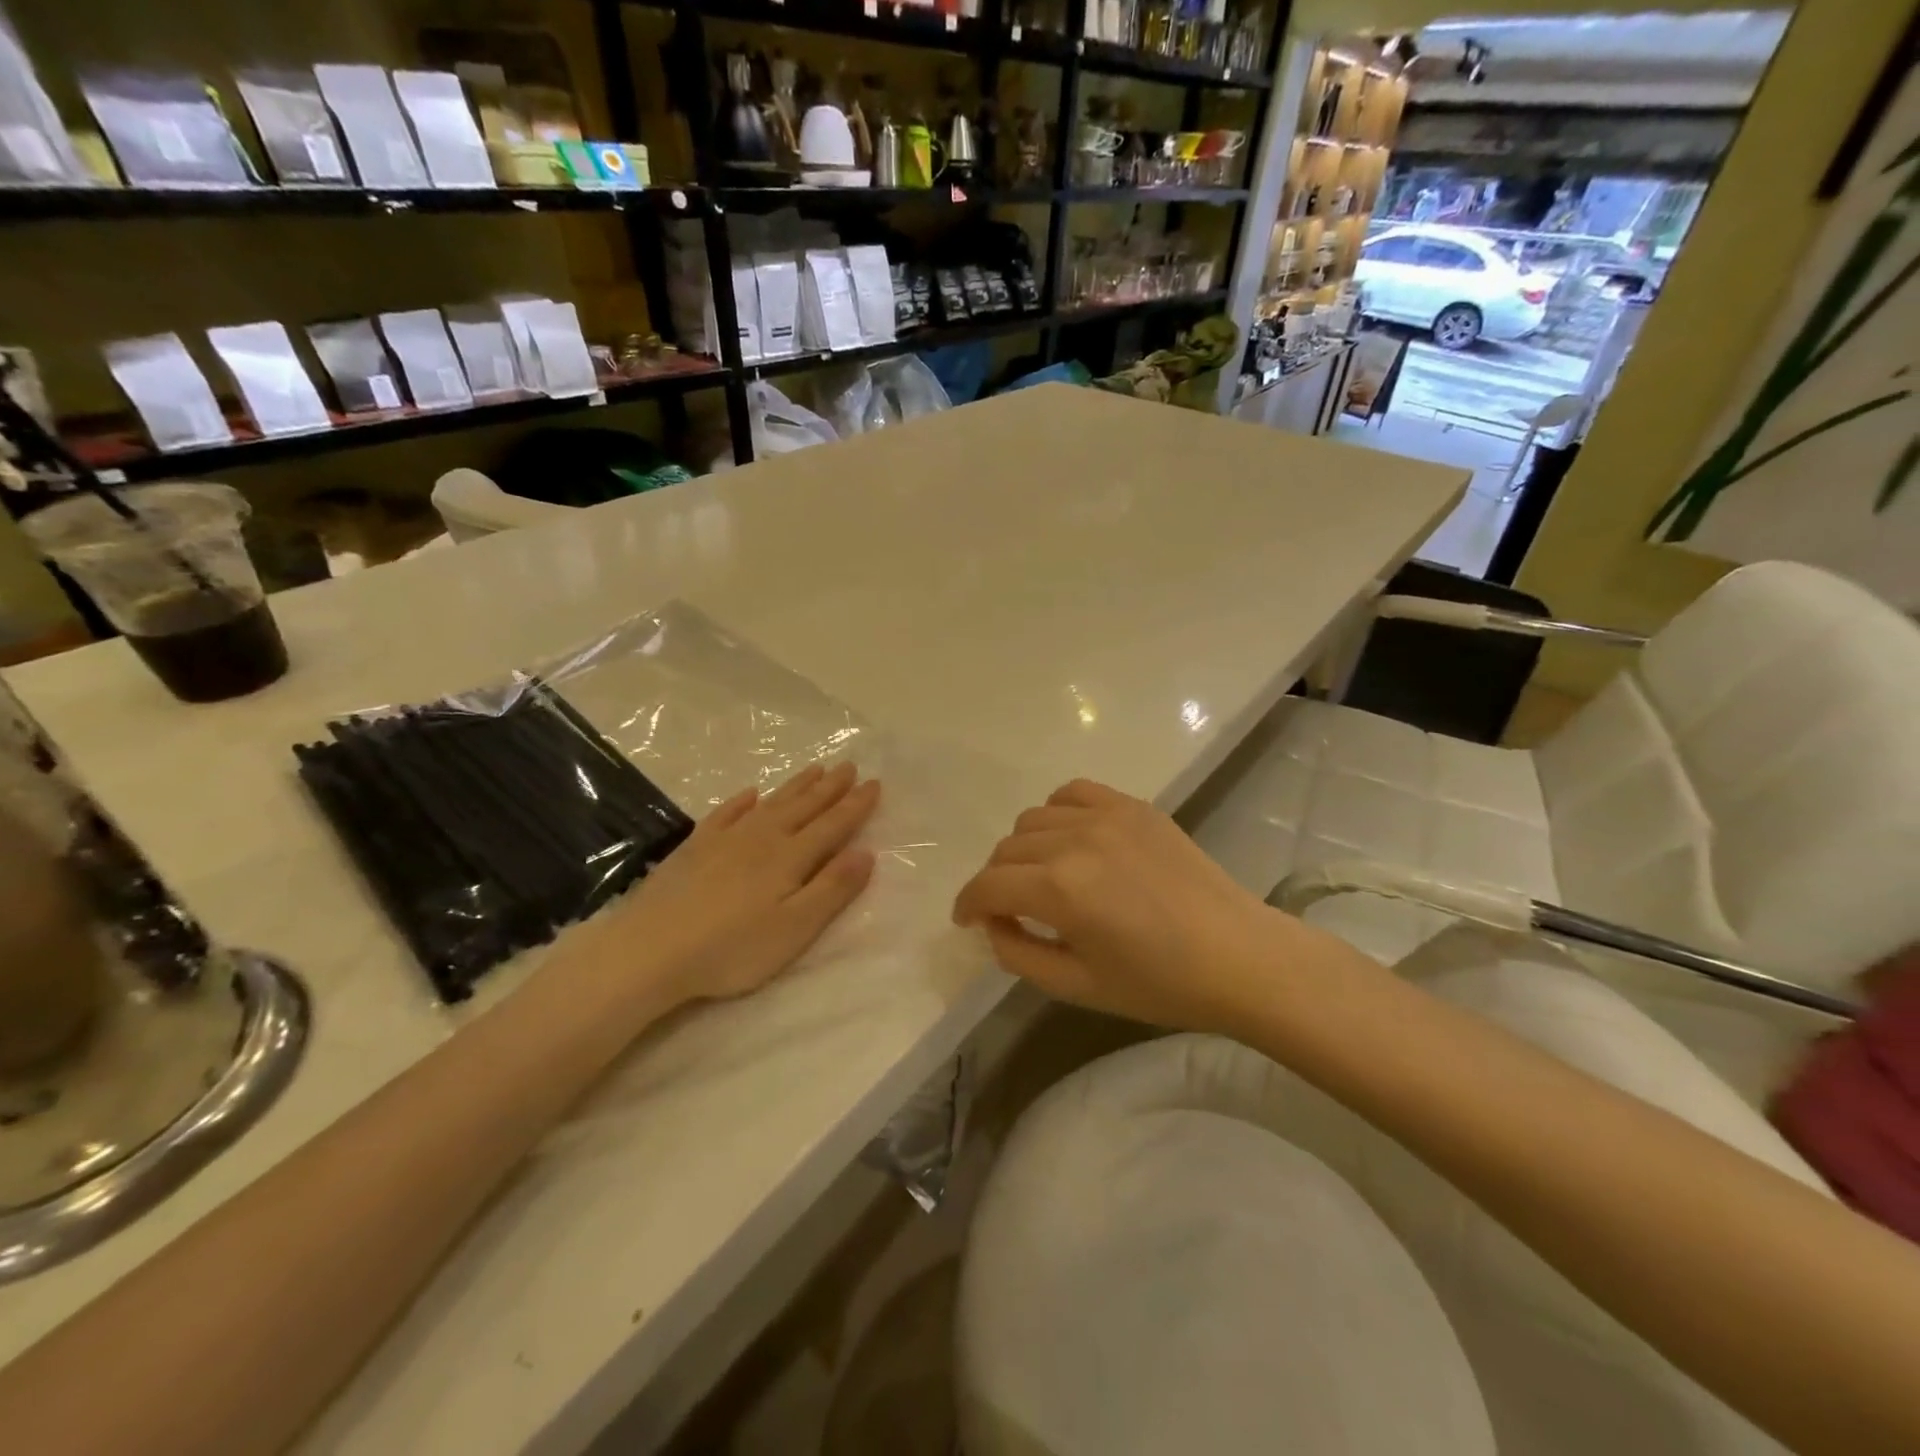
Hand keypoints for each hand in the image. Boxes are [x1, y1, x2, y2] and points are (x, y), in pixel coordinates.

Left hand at [584, 761, 880, 1012]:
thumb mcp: (795, 928)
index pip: (832, 825)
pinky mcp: (694, 847)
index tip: (875, 783)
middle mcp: (763, 838)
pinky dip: (741, 801)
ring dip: (796, 786)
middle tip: (849, 765)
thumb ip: (832, 889)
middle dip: (830, 787)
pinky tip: (749, 793)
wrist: (650, 950)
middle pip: (804, 807)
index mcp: (791, 857)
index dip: (856, 805)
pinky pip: (726, 813)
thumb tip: (867, 852)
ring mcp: (726, 839)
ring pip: (770, 803)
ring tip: (815, 769)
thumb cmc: (731, 949)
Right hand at [953, 778, 1300, 1032]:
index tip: (966, 919)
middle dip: (997, 882)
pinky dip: (1058, 812)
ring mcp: (1106, 816)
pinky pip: (1074, 792)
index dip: (967, 904)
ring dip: (1025, 849)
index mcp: (1059, 889)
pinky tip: (1070, 838)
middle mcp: (1074, 840)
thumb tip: (993, 923)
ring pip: (1034, 818)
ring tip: (1044, 876)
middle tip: (1010, 909)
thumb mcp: (1078, 986)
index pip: (988, 886)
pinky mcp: (1133, 806)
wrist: (1239, 956)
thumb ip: (1018, 954)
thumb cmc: (1159, 983)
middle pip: (1006, 850)